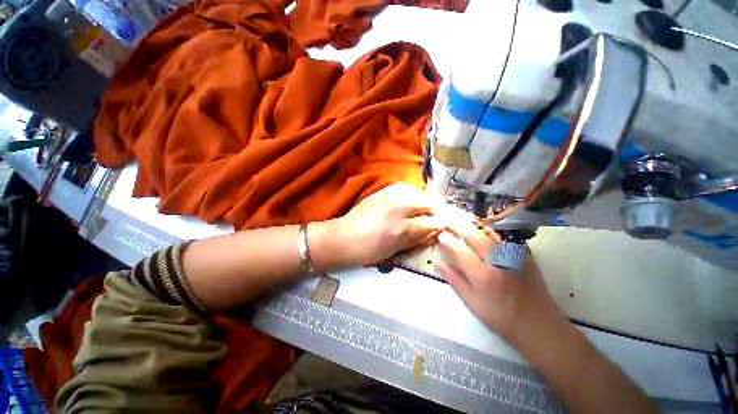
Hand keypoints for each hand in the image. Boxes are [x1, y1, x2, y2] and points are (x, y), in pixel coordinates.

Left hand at [336, 183, 443, 266]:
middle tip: (431, 219)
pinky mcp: (384, 189)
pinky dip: (412, 194)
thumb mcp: (397, 249)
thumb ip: (419, 238)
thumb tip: (436, 230)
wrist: (345, 236)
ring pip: (420, 191)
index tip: (439, 228)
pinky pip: (407, 187)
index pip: (433, 222)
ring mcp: (391, 194)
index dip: (439, 226)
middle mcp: (400, 206)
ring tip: (420, 210)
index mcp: (403, 227)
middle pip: (430, 201)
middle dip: (435, 211)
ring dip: (424, 201)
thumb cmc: (370, 249)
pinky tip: (408, 202)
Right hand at [434, 223, 564, 342]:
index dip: (447, 240)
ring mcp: (513, 255)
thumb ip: (454, 280)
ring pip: (490, 232)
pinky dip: (490, 231)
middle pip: (474, 235)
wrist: (540, 325)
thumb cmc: (502, 318)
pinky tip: (483, 231)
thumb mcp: (473, 303)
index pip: (459, 249)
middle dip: (458, 226)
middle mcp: (498, 260)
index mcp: (482, 275)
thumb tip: (438, 262)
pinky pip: (504, 237)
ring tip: (462, 222)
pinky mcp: (525, 254)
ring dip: (473, 225)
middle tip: (448, 220)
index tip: (440, 234)